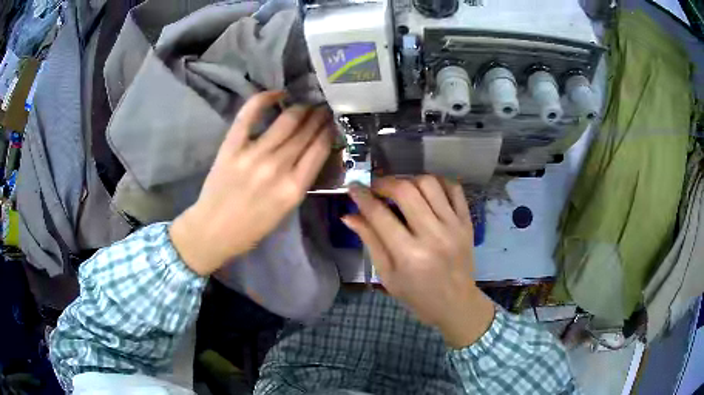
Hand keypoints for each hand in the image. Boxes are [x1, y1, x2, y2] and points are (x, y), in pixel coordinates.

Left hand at [170, 91, 332, 275]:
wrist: (213, 231)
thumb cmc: (251, 227)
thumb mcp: (285, 210)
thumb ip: (299, 180)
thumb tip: (312, 151)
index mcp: (293, 188)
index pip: (320, 149)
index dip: (329, 131)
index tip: (332, 123)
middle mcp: (277, 168)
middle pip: (305, 132)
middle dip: (318, 116)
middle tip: (322, 109)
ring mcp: (253, 155)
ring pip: (286, 120)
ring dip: (300, 108)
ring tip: (305, 104)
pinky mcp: (232, 147)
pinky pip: (249, 115)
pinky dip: (264, 99)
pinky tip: (277, 94)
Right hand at [343, 176, 494, 347]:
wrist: (456, 304)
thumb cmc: (417, 296)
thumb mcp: (387, 275)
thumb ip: (370, 241)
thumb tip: (349, 215)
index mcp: (409, 255)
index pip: (379, 214)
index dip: (362, 196)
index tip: (353, 187)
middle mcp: (433, 235)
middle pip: (406, 191)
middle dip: (385, 183)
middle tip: (376, 188)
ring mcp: (454, 226)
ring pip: (429, 184)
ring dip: (410, 180)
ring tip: (401, 189)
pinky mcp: (467, 222)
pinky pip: (454, 189)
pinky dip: (438, 182)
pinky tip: (426, 190)